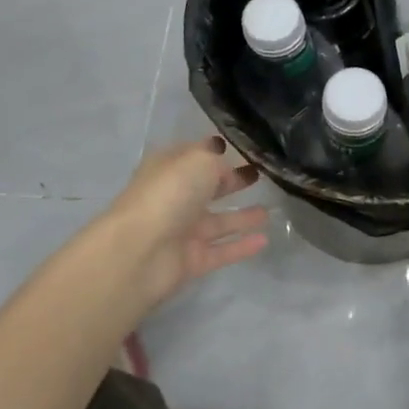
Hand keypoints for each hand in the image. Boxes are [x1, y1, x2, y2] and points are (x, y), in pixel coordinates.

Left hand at [103, 138, 268, 307]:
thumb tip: (227, 164)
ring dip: (242, 216)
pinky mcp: (191, 260)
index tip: (243, 148)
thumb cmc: (169, 194)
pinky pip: (222, 251)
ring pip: (218, 221)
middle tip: (259, 176)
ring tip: (270, 211)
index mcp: (169, 169)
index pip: (195, 156)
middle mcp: (175, 198)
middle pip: (207, 188)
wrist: (139, 252)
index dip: (216, 151)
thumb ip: (217, 160)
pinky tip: (265, 240)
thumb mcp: (199, 161)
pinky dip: (242, 246)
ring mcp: (182, 231)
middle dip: (231, 181)